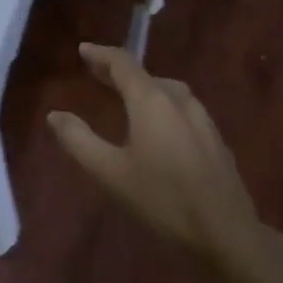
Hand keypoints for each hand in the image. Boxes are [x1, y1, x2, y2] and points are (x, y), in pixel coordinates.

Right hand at [47, 42, 261, 263]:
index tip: (83, 50)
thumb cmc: (163, 198)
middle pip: (146, 75)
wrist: (227, 232)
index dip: (101, 54)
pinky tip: (158, 125)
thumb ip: (79, 140)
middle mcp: (179, 100)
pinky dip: (161, 104)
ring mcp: (202, 118)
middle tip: (96, 73)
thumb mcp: (110, 172)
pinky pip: (181, 108)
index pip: (123, 64)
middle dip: (119, 71)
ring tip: (125, 96)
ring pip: (167, 90)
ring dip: (143, 87)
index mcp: (151, 101)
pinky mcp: (214, 138)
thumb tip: (55, 115)